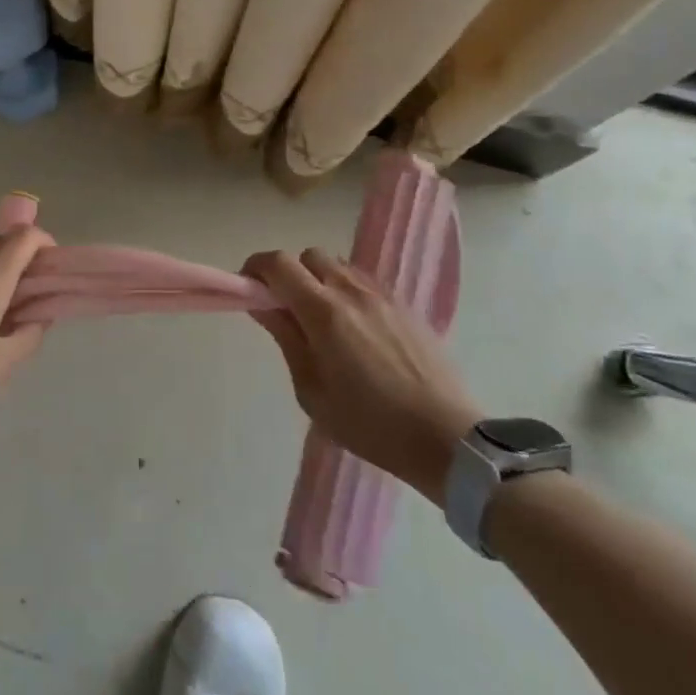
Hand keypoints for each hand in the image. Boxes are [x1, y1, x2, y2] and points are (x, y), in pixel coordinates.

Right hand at [243, 248, 481, 501]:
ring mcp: (382, 295)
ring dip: (319, 280)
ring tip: (321, 320)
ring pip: (338, 265)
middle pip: (308, 256)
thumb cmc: (370, 424)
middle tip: (286, 309)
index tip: (248, 289)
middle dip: (289, 273)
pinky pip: (364, 281)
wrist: (447, 439)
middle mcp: (351, 291)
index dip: (256, 268)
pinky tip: (354, 328)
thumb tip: (262, 305)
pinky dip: (346, 290)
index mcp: (323, 312)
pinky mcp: (405, 305)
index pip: (278, 264)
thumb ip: (286, 339)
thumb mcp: (312, 391)